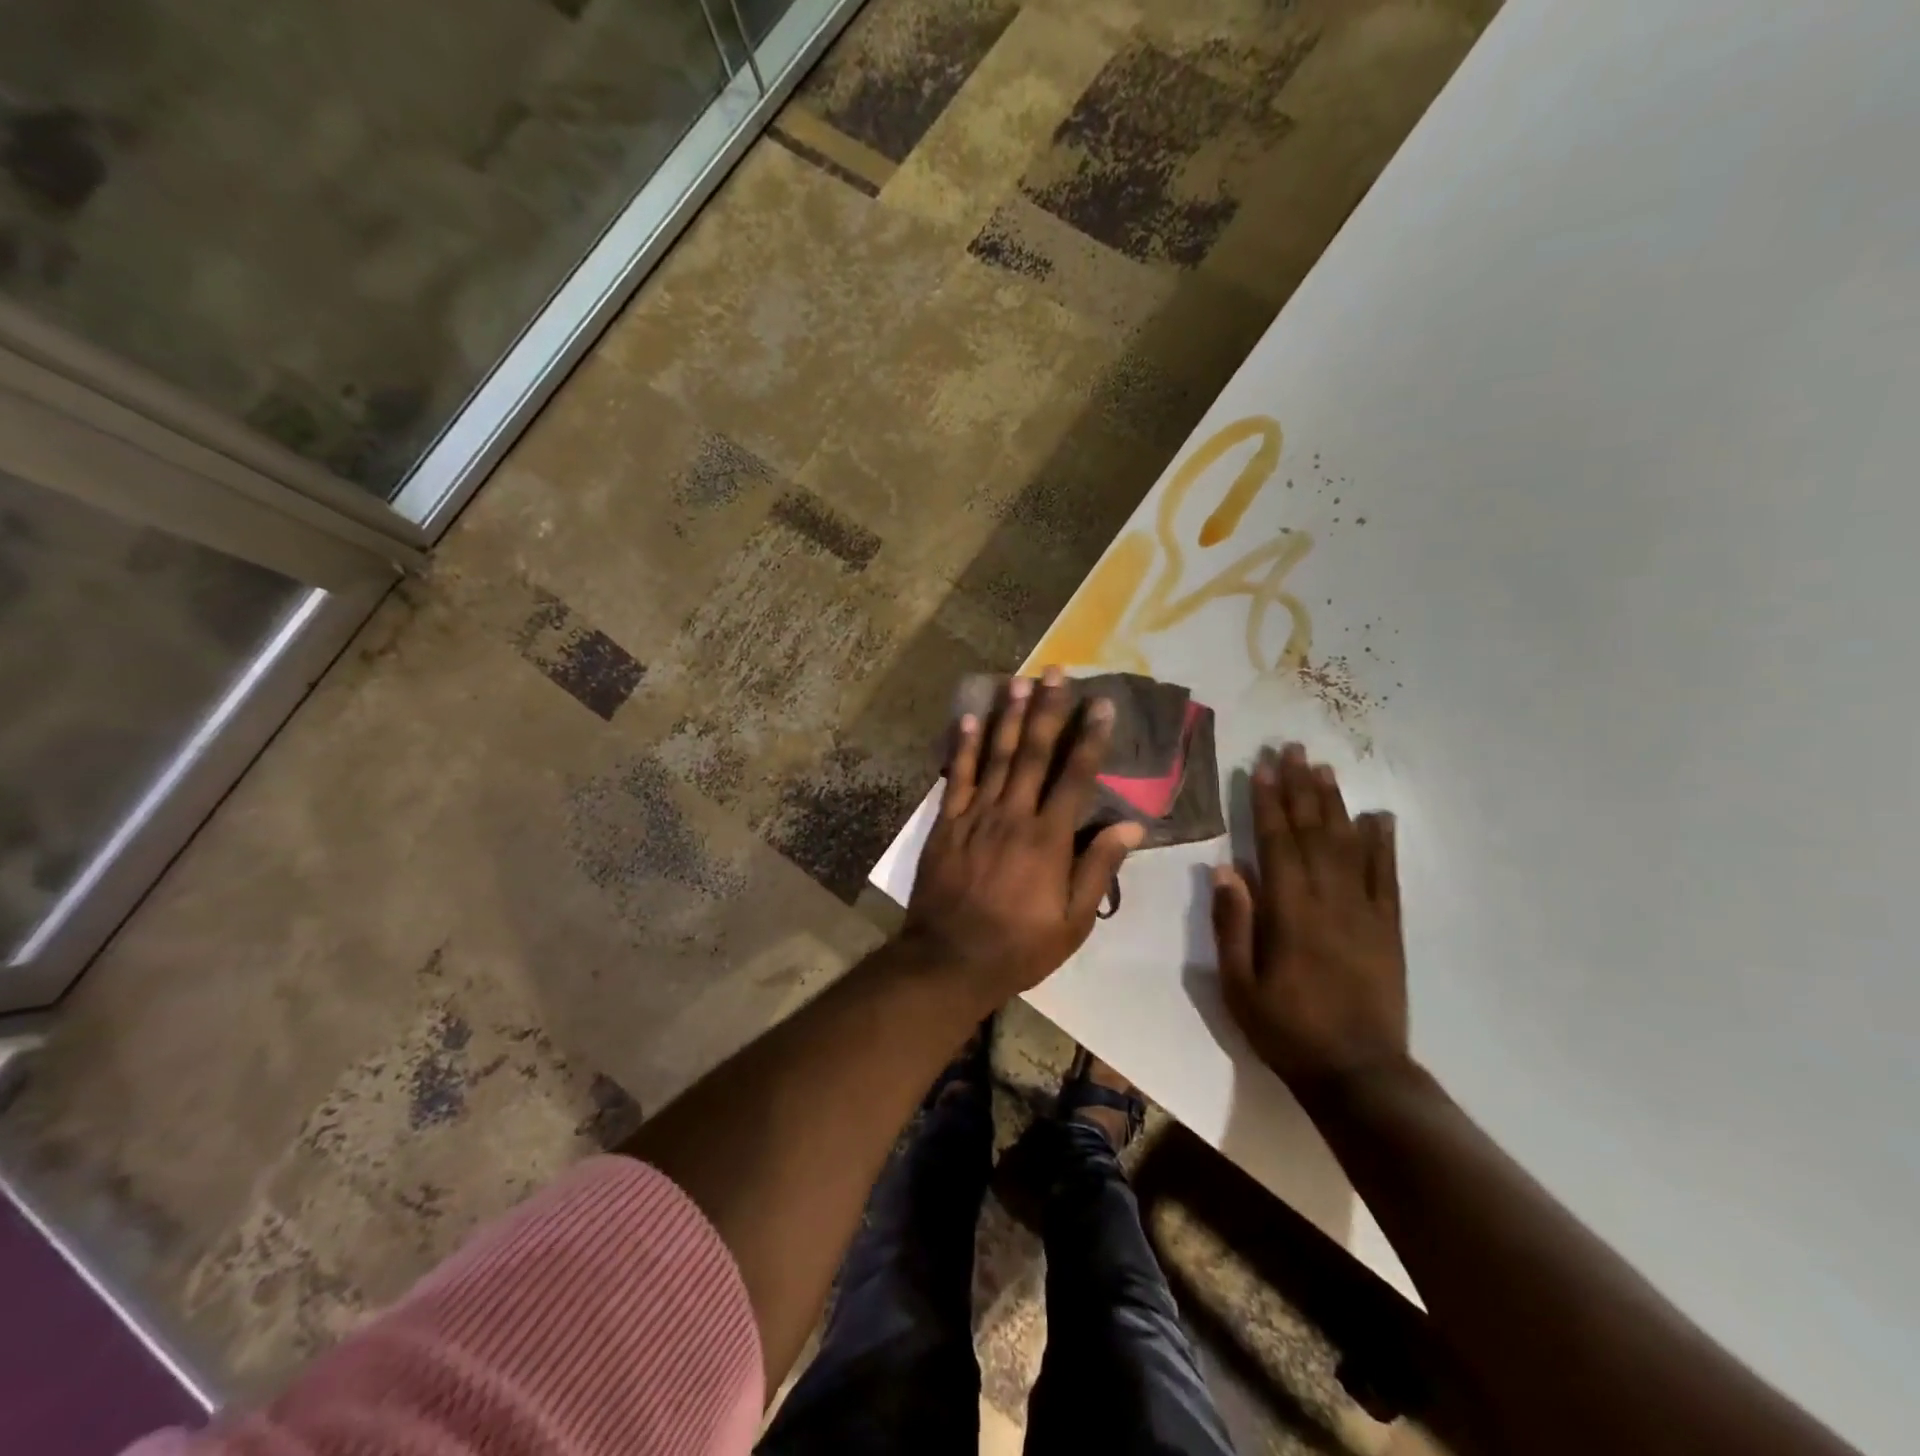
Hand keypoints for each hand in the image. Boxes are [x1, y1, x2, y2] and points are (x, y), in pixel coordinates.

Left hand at [903, 667, 1145, 1009]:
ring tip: (1018, 680)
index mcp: (1049, 838)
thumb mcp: (1074, 922)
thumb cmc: (1020, 945)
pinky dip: (963, 746)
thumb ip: (1099, 869)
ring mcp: (976, 815)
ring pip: (995, 756)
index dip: (1090, 736)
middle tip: (1056, 671)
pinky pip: (956, 776)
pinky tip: (969, 717)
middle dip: (1047, 709)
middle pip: (1033, 753)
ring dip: (1008, 716)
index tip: (1101, 702)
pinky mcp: (947, 822)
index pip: (1075, 775)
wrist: (950, 959)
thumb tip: (1131, 825)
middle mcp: (1014, 815)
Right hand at [1211, 743, 1409, 1095]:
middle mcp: (1329, 901)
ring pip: (1348, 845)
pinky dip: (1383, 844)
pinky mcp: (1389, 929)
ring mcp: (1365, 912)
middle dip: (1300, 788)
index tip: (1261, 766)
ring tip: (1325, 768)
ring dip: (1335, 804)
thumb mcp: (1239, 985)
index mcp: (1289, 912)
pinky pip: (1387, 877)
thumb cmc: (1287, 1030)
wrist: (1359, 1074)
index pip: (1276, 843)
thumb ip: (1234, 925)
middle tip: (1293, 749)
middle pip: (1313, 832)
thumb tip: (1226, 869)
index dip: (1267, 802)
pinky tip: (1379, 817)